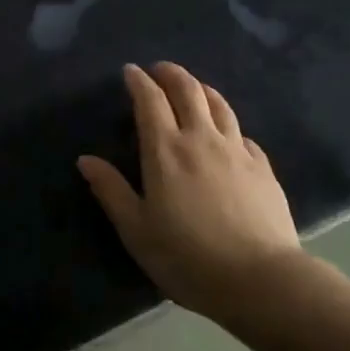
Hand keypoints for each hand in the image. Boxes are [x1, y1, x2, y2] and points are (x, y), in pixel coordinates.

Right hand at [77, 62, 301, 318]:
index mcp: (165, 150)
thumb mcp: (137, 230)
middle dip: (171, 74)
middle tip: (159, 70)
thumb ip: (111, 190)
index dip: (139, 81)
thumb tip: (86, 159)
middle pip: (188, 90)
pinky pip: (242, 133)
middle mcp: (201, 139)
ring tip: (193, 88)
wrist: (260, 280)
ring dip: (201, 89)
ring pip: (219, 105)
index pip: (150, 101)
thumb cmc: (187, 257)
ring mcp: (237, 151)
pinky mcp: (263, 168)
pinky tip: (227, 134)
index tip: (130, 71)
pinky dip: (228, 124)